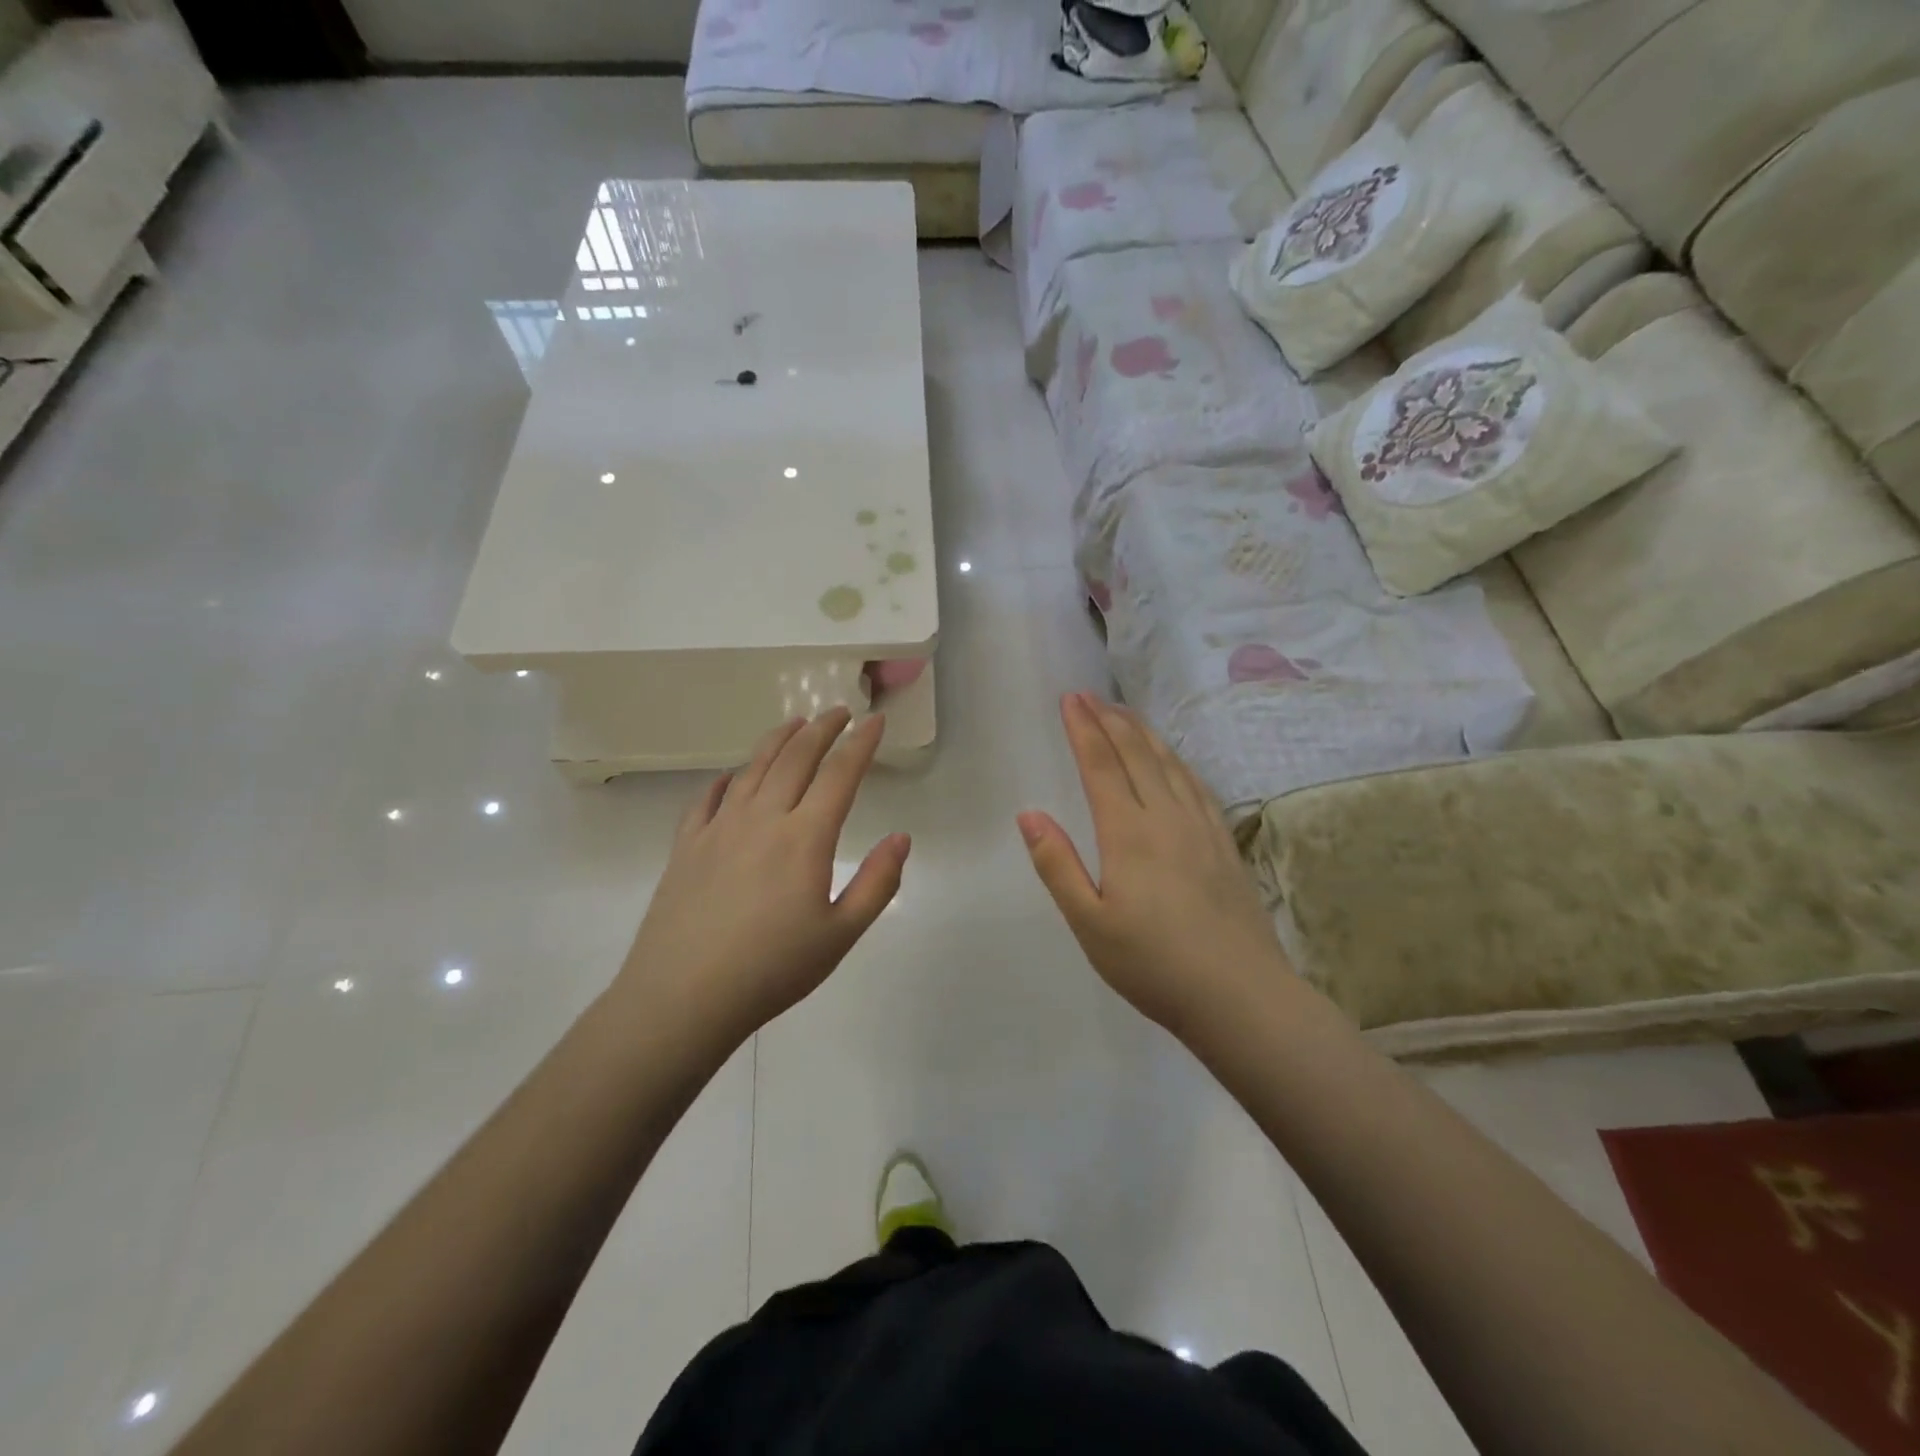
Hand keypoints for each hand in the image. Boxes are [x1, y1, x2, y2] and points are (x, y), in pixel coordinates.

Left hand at [618, 708, 909, 1049]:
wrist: (683, 997)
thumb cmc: (772, 969)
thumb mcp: (841, 934)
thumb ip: (878, 882)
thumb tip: (901, 837)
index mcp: (805, 837)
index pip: (840, 774)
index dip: (861, 743)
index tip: (875, 721)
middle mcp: (763, 818)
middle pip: (796, 758)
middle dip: (822, 729)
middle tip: (839, 712)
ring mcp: (719, 828)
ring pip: (752, 768)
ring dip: (777, 740)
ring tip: (794, 723)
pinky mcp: (686, 845)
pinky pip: (707, 798)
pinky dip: (726, 778)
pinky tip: (732, 776)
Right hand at [1018, 693, 1290, 1039]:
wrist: (1241, 996)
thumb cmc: (1153, 965)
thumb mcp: (1089, 923)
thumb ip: (1057, 865)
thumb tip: (1029, 814)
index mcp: (1128, 834)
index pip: (1101, 766)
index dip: (1083, 729)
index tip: (1069, 699)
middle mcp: (1166, 817)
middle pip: (1136, 754)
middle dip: (1110, 720)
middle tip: (1090, 695)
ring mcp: (1202, 828)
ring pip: (1170, 764)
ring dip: (1143, 733)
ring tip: (1125, 713)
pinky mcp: (1224, 844)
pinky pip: (1198, 785)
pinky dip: (1178, 761)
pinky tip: (1174, 760)